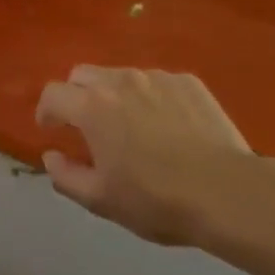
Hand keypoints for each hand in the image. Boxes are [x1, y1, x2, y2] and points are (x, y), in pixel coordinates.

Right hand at [36, 66, 274, 246]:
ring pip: (122, 76)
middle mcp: (120, 81)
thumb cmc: (157, 199)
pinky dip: (151, 98)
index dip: (47, 110)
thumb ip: (66, 176)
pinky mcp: (188, 82)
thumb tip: (50, 156)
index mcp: (92, 107)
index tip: (51, 128)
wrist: (228, 192)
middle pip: (83, 74)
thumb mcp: (102, 199)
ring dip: (115, 95)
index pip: (53, 93)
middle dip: (77, 95)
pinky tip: (169, 126)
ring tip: (132, 126)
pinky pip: (158, 82)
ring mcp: (157, 77)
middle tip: (88, 125)